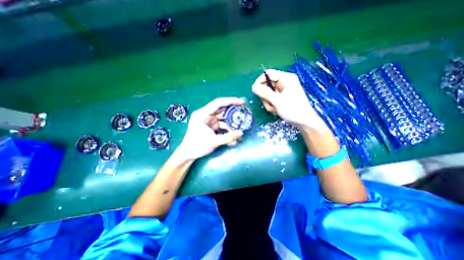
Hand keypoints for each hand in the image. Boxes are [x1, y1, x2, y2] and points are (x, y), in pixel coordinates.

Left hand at [176, 98, 243, 160]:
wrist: (188, 154)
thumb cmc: (197, 146)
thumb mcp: (214, 141)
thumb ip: (229, 137)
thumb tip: (241, 133)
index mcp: (202, 114)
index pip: (218, 103)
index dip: (231, 101)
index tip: (242, 102)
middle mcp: (206, 115)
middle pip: (222, 110)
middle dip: (233, 112)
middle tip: (243, 113)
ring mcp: (209, 121)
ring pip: (223, 118)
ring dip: (231, 123)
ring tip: (240, 128)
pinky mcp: (211, 126)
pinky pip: (222, 125)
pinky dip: (228, 129)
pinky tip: (233, 135)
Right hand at [254, 69, 325, 130]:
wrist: (304, 122)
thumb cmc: (293, 110)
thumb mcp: (278, 101)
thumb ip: (265, 93)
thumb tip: (253, 87)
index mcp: (286, 78)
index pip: (268, 74)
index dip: (260, 81)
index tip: (254, 91)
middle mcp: (284, 82)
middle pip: (267, 84)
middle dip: (266, 96)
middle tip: (269, 104)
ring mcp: (283, 90)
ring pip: (268, 93)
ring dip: (268, 102)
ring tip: (274, 109)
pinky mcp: (282, 97)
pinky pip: (271, 99)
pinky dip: (271, 105)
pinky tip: (276, 110)